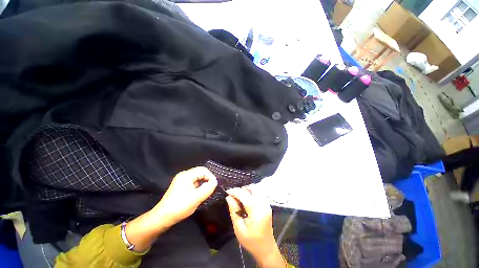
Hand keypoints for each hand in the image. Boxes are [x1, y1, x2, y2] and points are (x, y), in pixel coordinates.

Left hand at [125, 167, 216, 251]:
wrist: (162, 218)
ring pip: (197, 178)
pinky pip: (193, 183)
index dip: (210, 176)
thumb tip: (215, 182)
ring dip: (203, 183)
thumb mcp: (196, 198)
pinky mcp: (180, 186)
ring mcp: (181, 180)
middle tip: (212, 188)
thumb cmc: (180, 206)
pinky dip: (198, 187)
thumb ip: (208, 188)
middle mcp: (184, 175)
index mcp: (186, 175)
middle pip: (200, 173)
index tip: (214, 185)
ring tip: (206, 192)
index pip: (203, 170)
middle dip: (207, 179)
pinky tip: (199, 194)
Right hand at [226, 188, 284, 267]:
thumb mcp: (239, 229)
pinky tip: (245, 200)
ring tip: (238, 198)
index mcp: (257, 211)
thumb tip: (229, 197)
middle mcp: (263, 204)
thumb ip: (234, 211)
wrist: (266, 248)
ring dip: (246, 190)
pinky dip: (250, 193)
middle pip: (251, 189)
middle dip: (241, 190)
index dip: (235, 191)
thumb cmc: (251, 241)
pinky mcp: (267, 204)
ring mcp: (266, 203)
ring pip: (255, 189)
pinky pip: (258, 193)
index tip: (227, 192)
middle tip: (233, 196)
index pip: (244, 195)